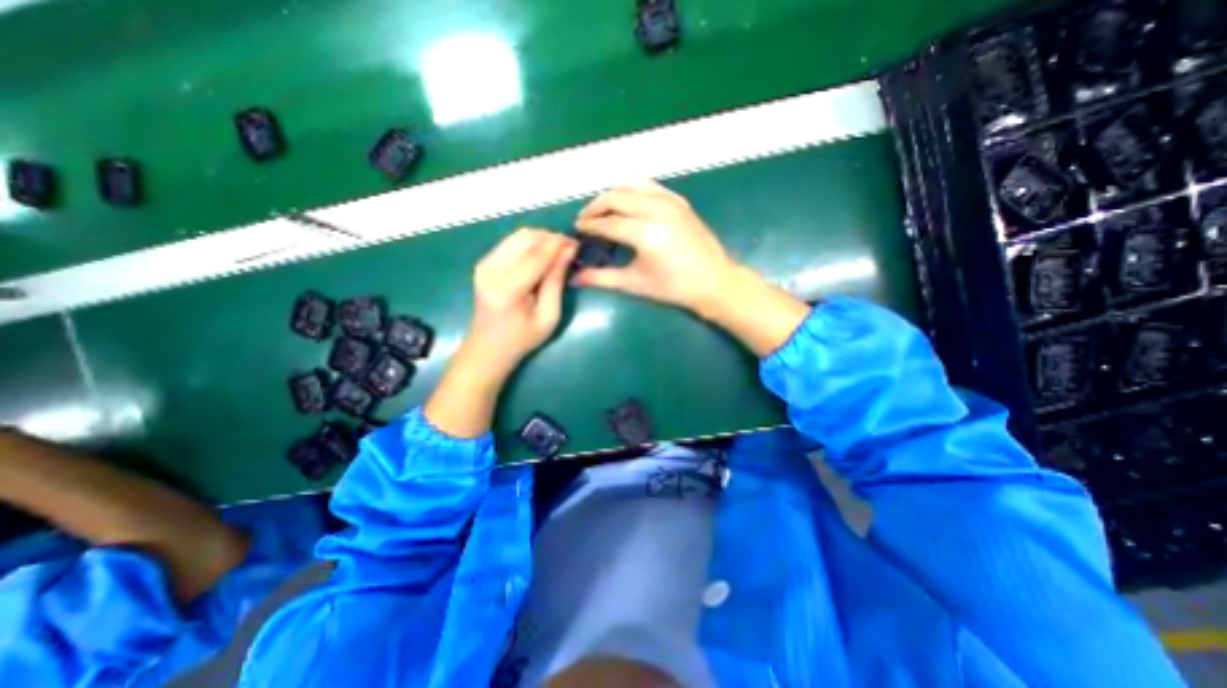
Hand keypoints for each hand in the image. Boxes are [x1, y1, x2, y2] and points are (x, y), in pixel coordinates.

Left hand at [421, 227, 576, 438]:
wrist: (488, 347)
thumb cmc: (522, 338)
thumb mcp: (548, 316)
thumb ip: (556, 282)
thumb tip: (567, 251)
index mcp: (507, 289)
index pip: (536, 255)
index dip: (558, 245)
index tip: (576, 243)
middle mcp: (491, 270)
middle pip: (525, 238)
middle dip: (550, 238)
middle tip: (569, 248)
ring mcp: (484, 264)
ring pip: (518, 235)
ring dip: (541, 239)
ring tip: (558, 251)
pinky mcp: (484, 262)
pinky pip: (511, 242)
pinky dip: (530, 243)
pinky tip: (541, 255)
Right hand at [573, 180, 813, 353]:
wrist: (714, 282)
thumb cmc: (674, 288)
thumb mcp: (635, 284)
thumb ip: (602, 278)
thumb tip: (575, 278)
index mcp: (645, 233)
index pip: (607, 223)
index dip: (588, 225)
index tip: (577, 230)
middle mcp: (656, 210)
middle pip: (615, 197)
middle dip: (595, 207)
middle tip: (586, 220)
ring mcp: (670, 201)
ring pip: (631, 185)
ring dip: (612, 195)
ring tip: (603, 210)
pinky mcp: (679, 200)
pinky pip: (649, 185)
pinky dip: (633, 189)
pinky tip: (627, 202)